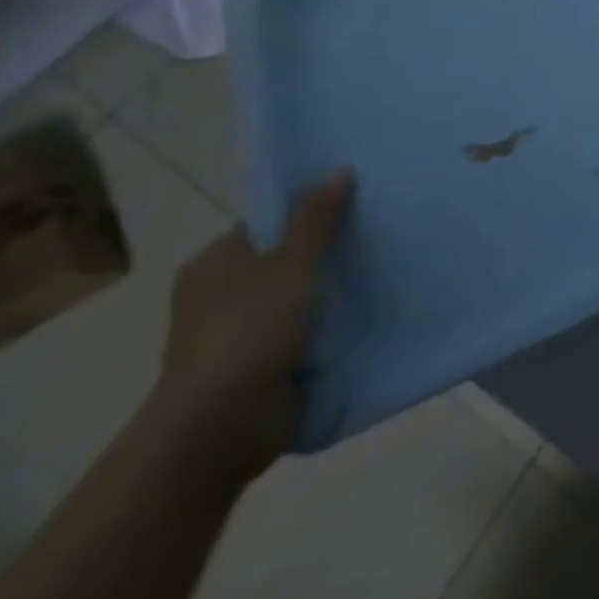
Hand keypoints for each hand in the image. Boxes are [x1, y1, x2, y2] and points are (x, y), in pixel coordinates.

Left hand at [145, 168, 354, 482]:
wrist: (221, 429)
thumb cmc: (249, 331)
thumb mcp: (292, 263)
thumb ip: (317, 218)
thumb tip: (340, 169)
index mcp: (215, 262)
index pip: (268, 222)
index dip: (309, 210)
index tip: (356, 202)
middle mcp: (221, 295)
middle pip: (285, 258)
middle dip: (326, 251)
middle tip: (377, 232)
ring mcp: (239, 334)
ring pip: (297, 297)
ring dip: (330, 292)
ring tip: (383, 268)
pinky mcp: (260, 367)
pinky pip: (303, 333)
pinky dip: (328, 327)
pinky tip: (367, 312)